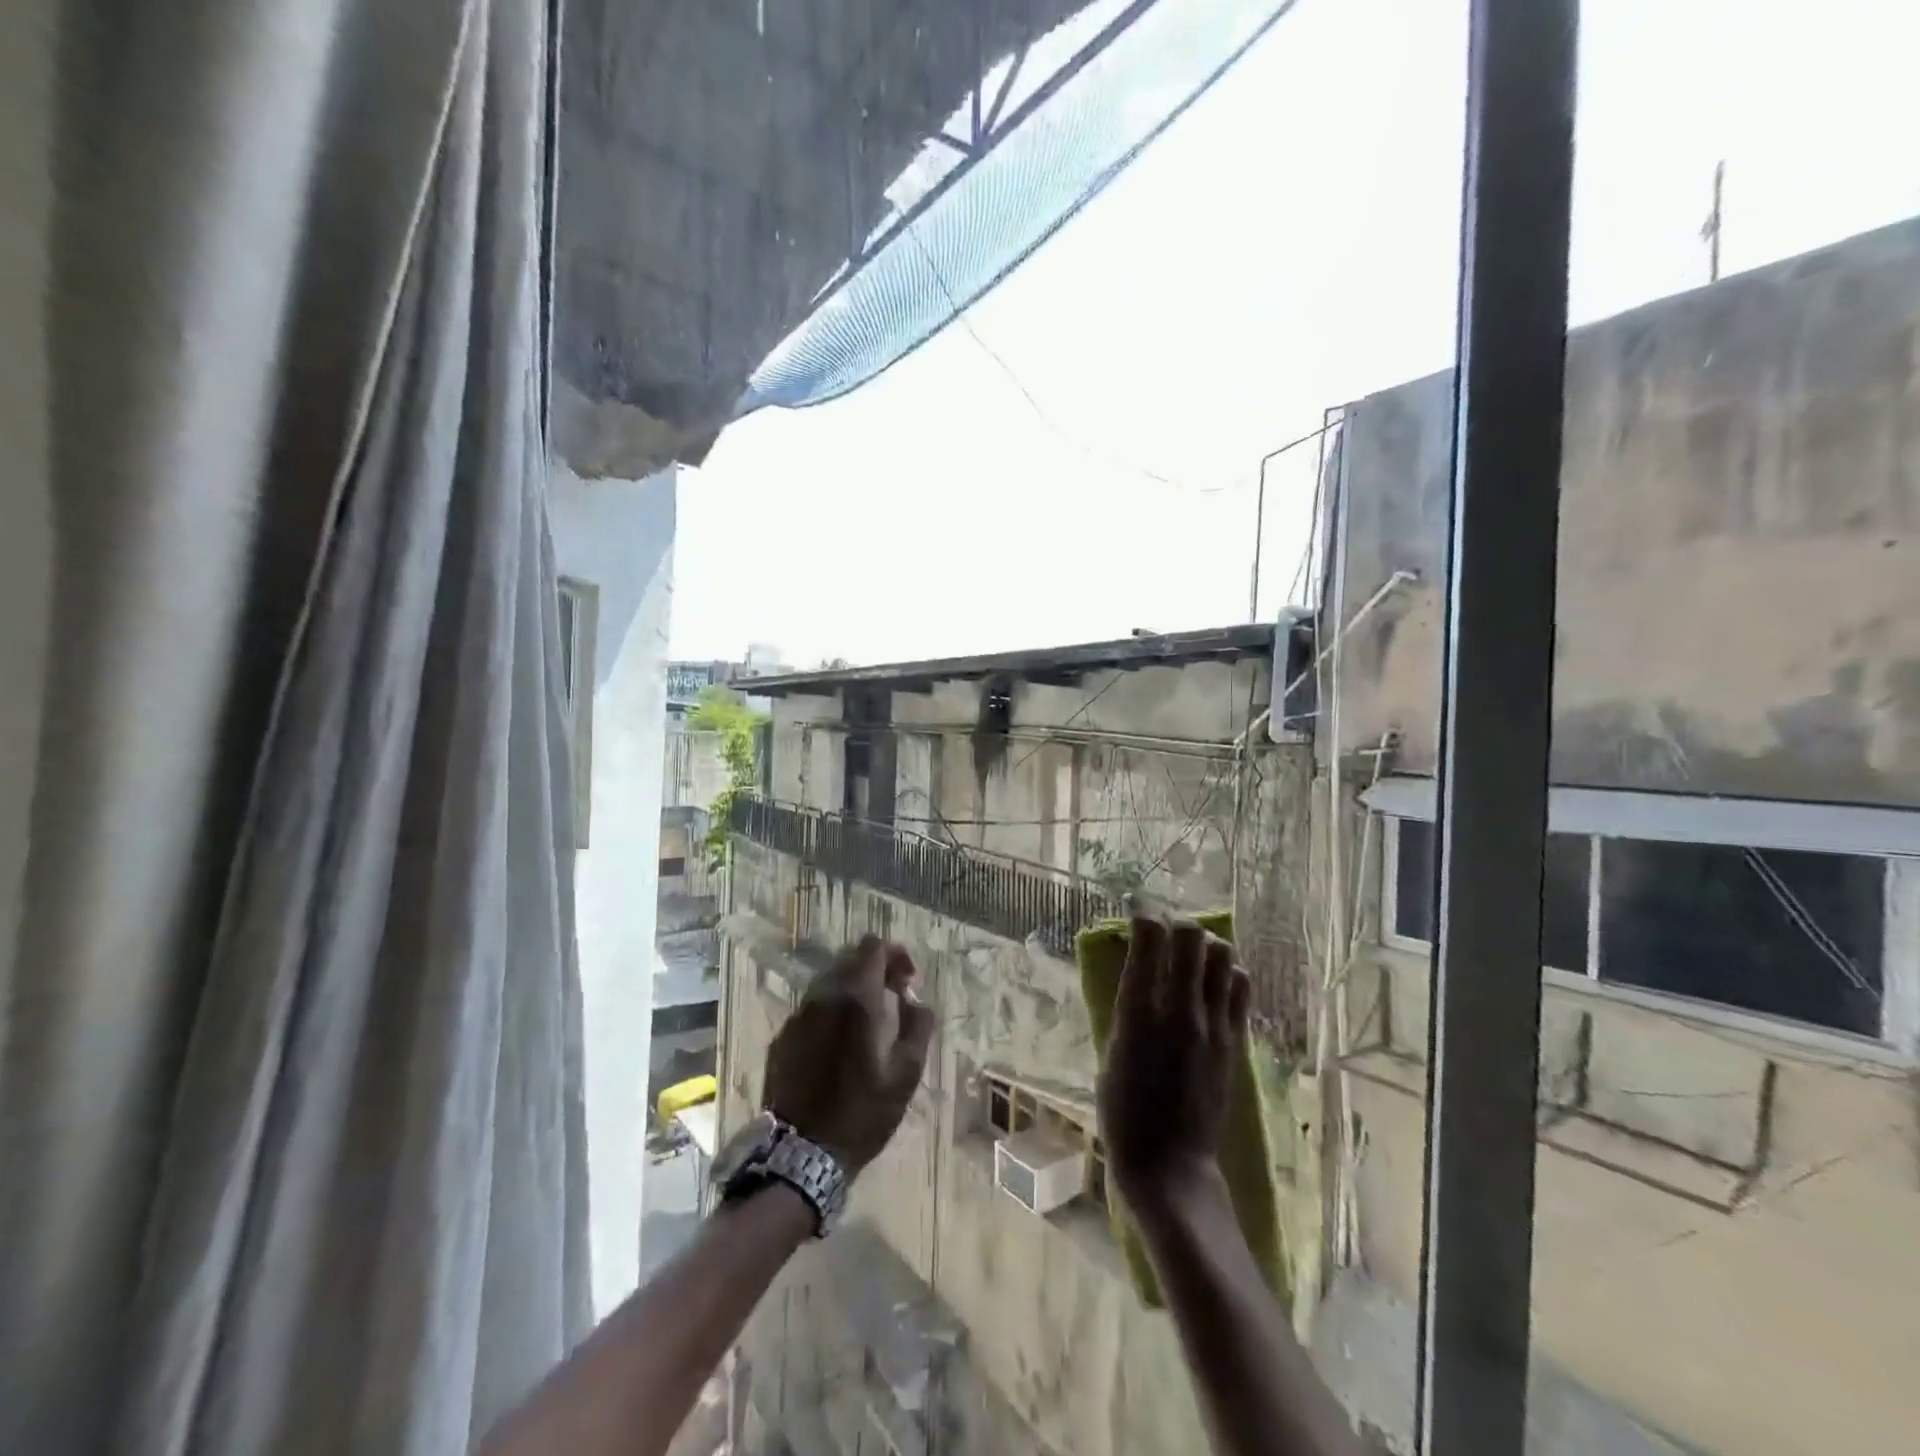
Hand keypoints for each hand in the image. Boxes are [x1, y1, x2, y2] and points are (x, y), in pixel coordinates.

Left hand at [763, 936, 936, 1175]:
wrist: (801, 1154)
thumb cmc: (862, 1112)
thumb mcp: (906, 1073)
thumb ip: (919, 1025)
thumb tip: (916, 1000)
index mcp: (855, 997)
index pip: (872, 946)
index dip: (895, 954)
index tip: (908, 981)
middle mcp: (822, 995)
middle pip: (849, 958)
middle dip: (875, 969)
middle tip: (893, 998)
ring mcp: (798, 1015)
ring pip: (828, 981)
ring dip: (852, 989)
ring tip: (868, 1022)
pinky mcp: (783, 1037)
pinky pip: (812, 1008)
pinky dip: (831, 1011)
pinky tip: (840, 1044)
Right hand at [1098, 914, 1250, 1215]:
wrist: (1170, 1164)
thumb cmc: (1122, 1112)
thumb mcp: (1111, 1051)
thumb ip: (1127, 1007)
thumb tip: (1137, 972)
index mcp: (1138, 1010)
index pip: (1149, 936)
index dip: (1143, 911)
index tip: (1136, 906)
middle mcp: (1179, 1008)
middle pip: (1191, 936)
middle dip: (1176, 922)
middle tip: (1165, 932)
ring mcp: (1213, 1024)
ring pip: (1223, 955)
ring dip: (1206, 947)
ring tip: (1193, 956)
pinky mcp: (1235, 1042)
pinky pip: (1240, 988)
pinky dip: (1227, 974)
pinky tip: (1214, 984)